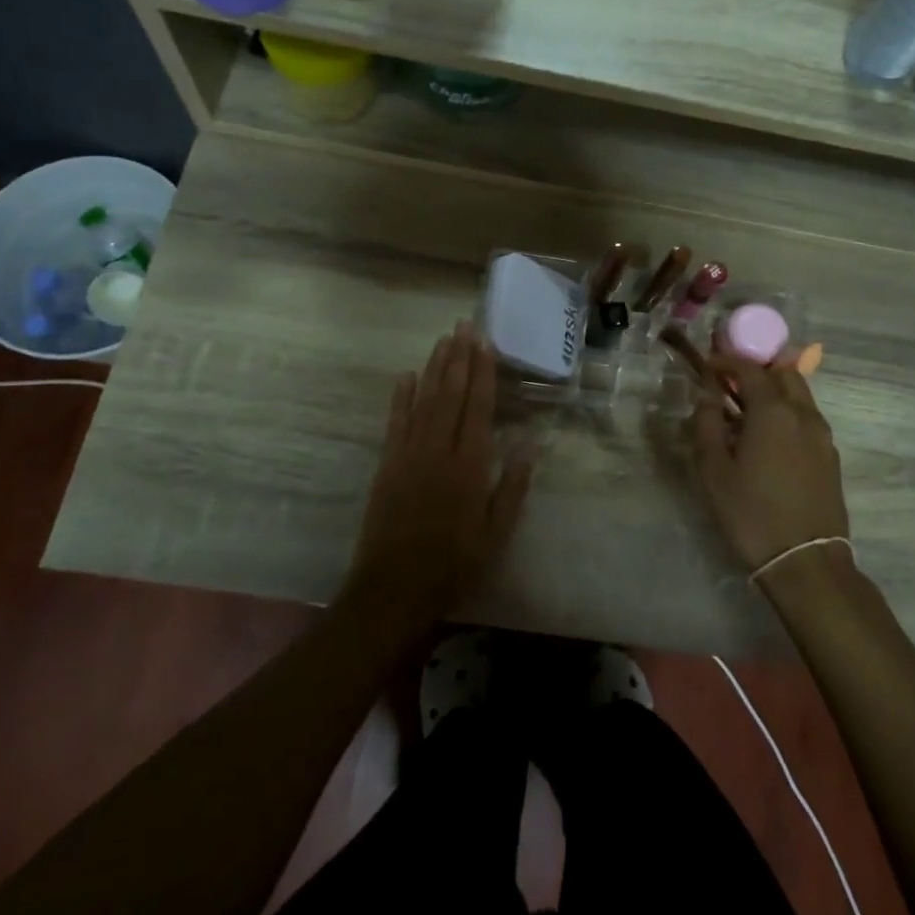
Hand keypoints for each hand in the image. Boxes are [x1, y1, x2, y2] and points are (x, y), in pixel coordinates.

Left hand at [343, 323, 534, 630]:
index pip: (477, 408)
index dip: (482, 373)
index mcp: (468, 466)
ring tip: (443, 340)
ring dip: (433, 368)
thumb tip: (527, 444)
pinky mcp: (387, 465)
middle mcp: (437, 450)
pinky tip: (406, 376)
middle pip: (449, 394)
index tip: (485, 343)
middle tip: (464, 325)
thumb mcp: (496, 534)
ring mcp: (408, 455)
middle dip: (458, 358)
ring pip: (423, 401)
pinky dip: (400, 397)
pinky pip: (395, 422)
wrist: (393, 589)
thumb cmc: (454, 565)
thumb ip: (511, 487)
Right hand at [690, 357, 848, 574]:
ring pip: (799, 395)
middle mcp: (803, 413)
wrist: (806, 562)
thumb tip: (708, 396)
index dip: (727, 361)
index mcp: (773, 410)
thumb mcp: (713, 470)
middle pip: (783, 373)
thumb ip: (707, 424)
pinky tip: (768, 440)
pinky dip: (787, 414)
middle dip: (757, 370)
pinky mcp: (830, 456)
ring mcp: (822, 435)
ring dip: (774, 392)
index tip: (708, 366)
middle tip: (730, 385)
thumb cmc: (751, 513)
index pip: (750, 368)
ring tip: (746, 413)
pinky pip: (806, 419)